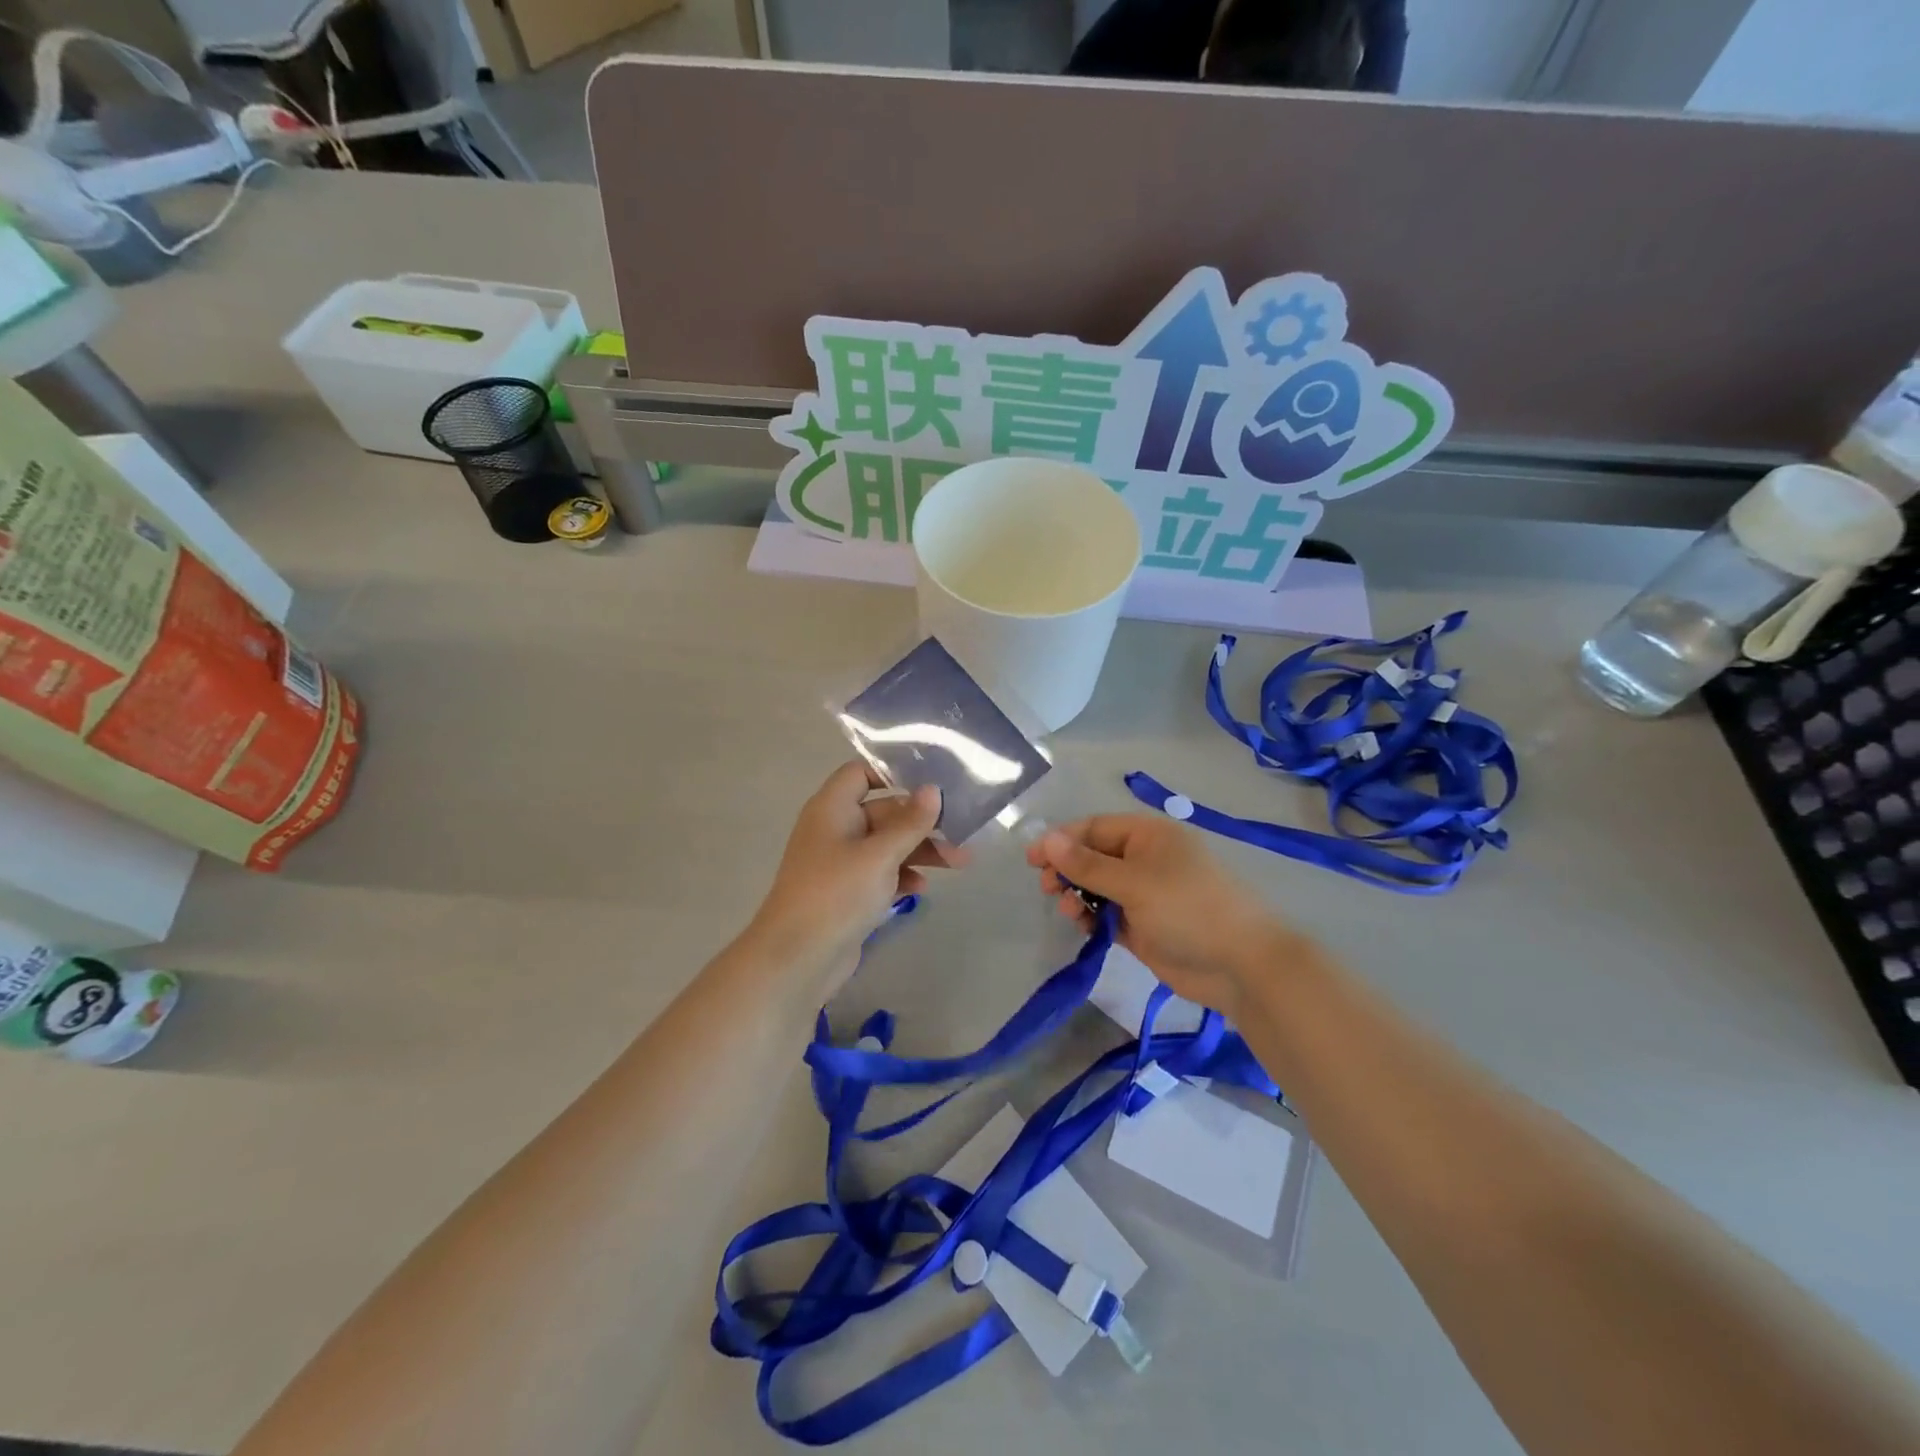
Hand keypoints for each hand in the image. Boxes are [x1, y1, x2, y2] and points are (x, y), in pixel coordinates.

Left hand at [750, 761, 969, 987]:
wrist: (796, 959)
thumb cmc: (836, 894)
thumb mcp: (880, 855)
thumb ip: (910, 822)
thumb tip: (933, 789)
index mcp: (832, 808)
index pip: (861, 772)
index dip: (893, 774)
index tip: (931, 785)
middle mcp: (834, 828)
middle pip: (883, 811)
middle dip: (922, 823)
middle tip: (961, 835)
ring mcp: (840, 862)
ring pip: (886, 844)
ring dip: (920, 851)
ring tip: (959, 863)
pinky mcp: (847, 892)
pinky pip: (880, 872)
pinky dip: (902, 875)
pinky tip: (922, 889)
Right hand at [1027, 815, 1300, 1017]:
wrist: (1241, 965)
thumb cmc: (1187, 909)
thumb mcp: (1133, 882)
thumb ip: (1087, 864)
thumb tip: (1047, 839)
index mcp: (1147, 835)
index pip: (1093, 828)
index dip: (1061, 841)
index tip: (1032, 860)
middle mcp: (1144, 859)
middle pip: (1092, 856)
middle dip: (1068, 870)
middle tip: (1049, 889)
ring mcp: (1144, 893)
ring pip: (1097, 887)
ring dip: (1078, 895)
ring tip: (1071, 911)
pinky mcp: (1143, 925)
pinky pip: (1107, 914)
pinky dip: (1092, 917)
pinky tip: (1084, 926)